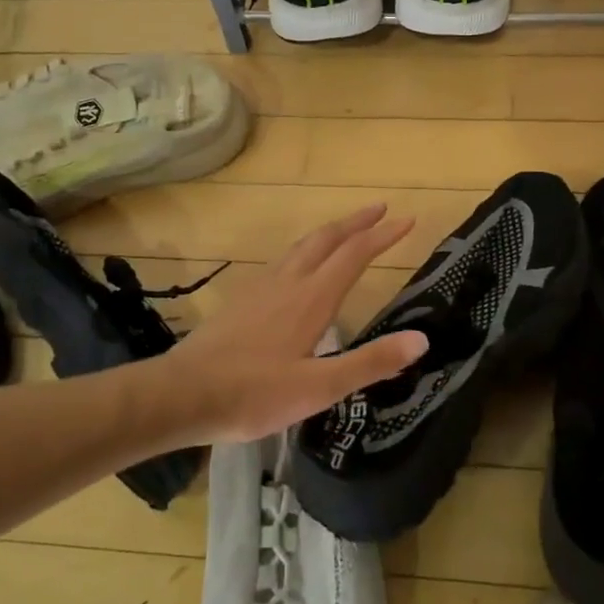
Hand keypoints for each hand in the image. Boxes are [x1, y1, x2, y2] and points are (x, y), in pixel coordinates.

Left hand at [163, 204, 428, 444]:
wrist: (182, 394)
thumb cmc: (254, 394)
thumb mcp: (320, 387)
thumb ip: (371, 362)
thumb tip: (421, 339)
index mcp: (312, 298)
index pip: (354, 254)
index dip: (383, 235)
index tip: (408, 219)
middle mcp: (288, 282)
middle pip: (326, 239)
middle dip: (356, 222)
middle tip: (380, 209)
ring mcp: (261, 288)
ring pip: (301, 246)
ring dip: (329, 232)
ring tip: (345, 230)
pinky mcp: (242, 299)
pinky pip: (282, 261)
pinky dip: (304, 250)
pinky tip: (297, 267)